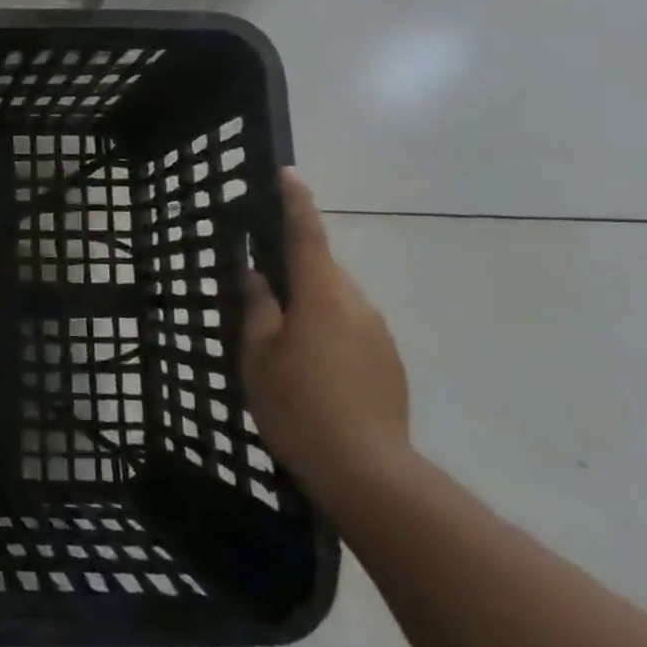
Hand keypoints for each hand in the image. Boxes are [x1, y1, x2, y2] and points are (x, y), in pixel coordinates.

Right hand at [241, 169, 410, 504]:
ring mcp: (379, 334)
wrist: (367, 471)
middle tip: (259, 285)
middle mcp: (357, 304)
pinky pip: (351, 329)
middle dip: (293, 269)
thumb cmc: (298, 405)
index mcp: (322, 295)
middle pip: (321, 270)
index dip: (295, 203)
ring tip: (280, 338)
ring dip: (309, 305)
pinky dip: (327, 332)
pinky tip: (309, 367)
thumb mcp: (259, 355)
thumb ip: (258, 308)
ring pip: (336, 302)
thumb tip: (256, 274)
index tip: (288, 174)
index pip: (307, 235)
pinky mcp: (390, 362)